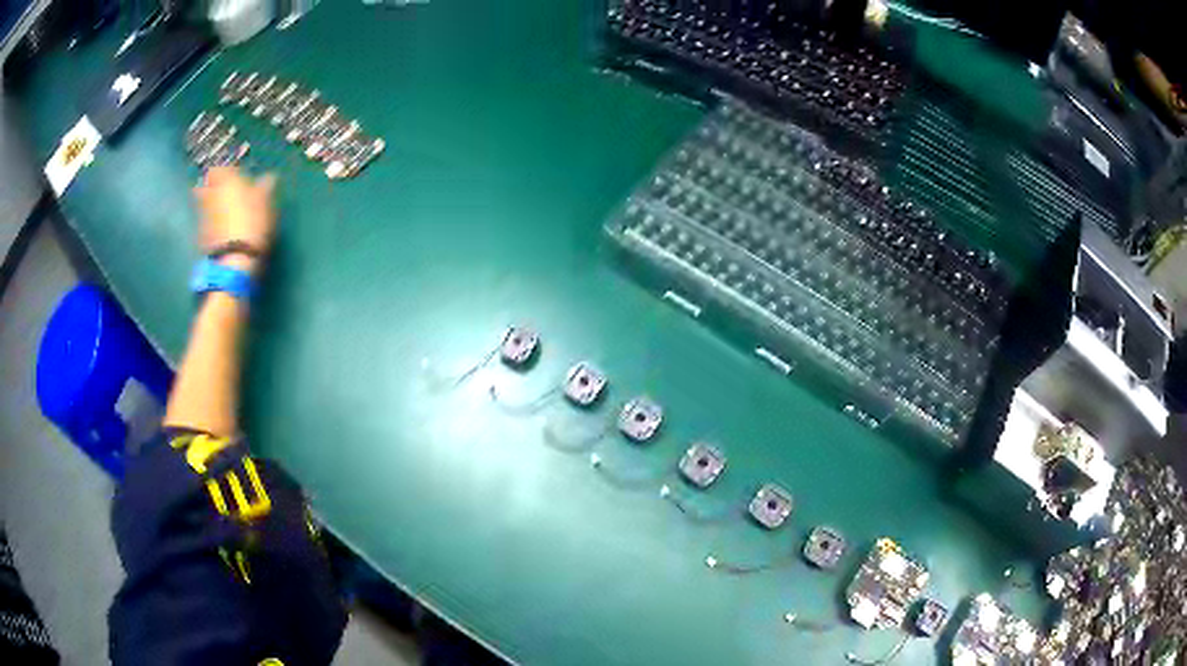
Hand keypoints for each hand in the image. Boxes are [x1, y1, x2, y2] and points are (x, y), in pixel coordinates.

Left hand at [194, 167, 277, 274]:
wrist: (233, 259)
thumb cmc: (252, 223)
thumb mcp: (265, 204)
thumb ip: (265, 189)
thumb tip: (269, 177)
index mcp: (226, 181)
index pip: (218, 170)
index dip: (224, 173)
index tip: (234, 177)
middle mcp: (211, 194)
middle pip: (205, 186)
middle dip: (212, 188)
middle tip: (223, 193)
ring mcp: (204, 215)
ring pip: (203, 204)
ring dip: (211, 205)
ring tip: (223, 211)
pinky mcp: (201, 234)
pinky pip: (205, 221)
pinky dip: (210, 221)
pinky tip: (221, 228)